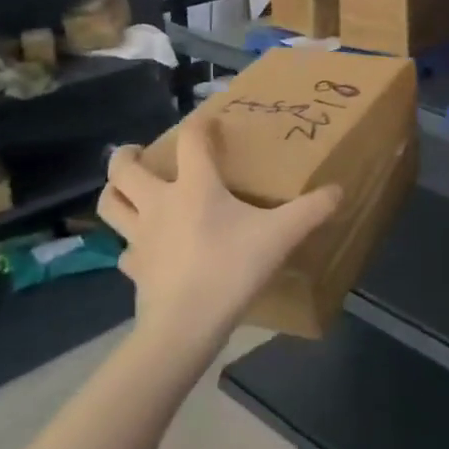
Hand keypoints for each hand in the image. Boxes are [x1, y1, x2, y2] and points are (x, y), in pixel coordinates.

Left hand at [101, 115, 343, 363]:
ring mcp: (140, 237)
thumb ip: (310, 211)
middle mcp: (159, 203)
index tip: (210, 121)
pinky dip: (130, 242)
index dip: (200, 123)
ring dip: (115, 191)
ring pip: (110, 205)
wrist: (184, 327)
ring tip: (128, 188)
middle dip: (126, 156)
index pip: (191, 139)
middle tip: (139, 153)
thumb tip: (338, 190)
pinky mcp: (133, 268)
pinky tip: (146, 247)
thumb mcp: (279, 236)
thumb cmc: (230, 269)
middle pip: (124, 170)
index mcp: (194, 186)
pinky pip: (124, 249)